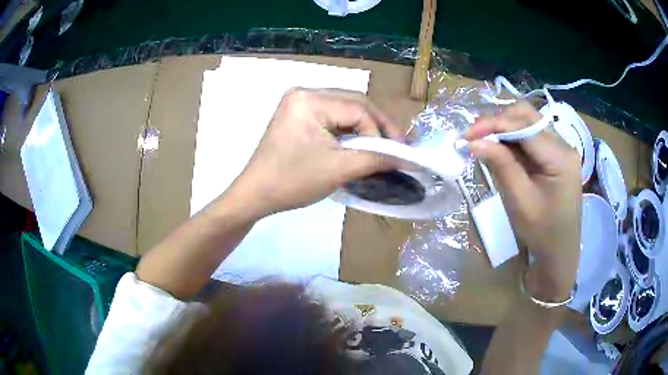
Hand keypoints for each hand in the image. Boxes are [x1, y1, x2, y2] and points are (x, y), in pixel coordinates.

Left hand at [228, 88, 402, 216]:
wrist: (255, 195)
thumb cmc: (292, 181)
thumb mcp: (338, 169)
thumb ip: (376, 159)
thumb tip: (407, 159)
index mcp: (309, 99)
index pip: (358, 109)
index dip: (382, 132)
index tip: (399, 154)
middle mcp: (304, 93)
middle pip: (353, 103)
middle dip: (378, 126)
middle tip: (399, 146)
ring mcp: (299, 103)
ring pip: (345, 110)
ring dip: (366, 128)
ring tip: (385, 146)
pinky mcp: (298, 115)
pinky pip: (332, 117)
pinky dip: (350, 131)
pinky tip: (362, 143)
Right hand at [465, 102, 581, 299]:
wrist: (560, 252)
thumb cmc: (542, 232)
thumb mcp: (520, 201)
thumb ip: (501, 165)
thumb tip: (473, 141)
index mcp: (560, 157)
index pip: (524, 126)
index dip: (493, 124)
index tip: (466, 135)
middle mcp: (564, 145)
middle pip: (527, 115)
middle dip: (498, 120)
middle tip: (474, 135)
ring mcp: (562, 148)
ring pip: (529, 121)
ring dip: (504, 127)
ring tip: (484, 140)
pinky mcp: (556, 154)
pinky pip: (532, 135)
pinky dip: (513, 137)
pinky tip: (500, 147)